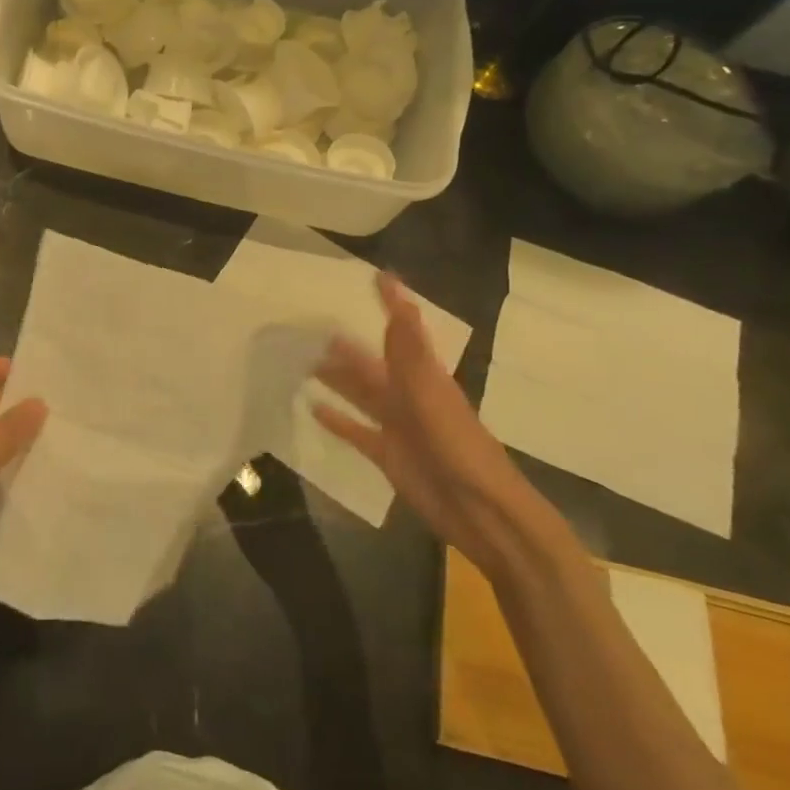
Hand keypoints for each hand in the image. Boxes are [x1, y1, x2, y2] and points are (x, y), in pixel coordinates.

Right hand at [313, 274, 532, 572]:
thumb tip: (401, 305)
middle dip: (349, 345)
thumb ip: (411, 353)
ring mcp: (397, 426)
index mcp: (424, 377)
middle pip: (373, 363)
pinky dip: (337, 419)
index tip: (377, 276)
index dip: (392, 304)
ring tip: (307, 361)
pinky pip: (356, 430)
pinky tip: (313, 408)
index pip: (403, 331)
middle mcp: (408, 396)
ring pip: (361, 394)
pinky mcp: (386, 455)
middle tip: (316, 326)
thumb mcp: (433, 396)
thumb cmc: (460, 450)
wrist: (482, 513)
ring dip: (338, 378)